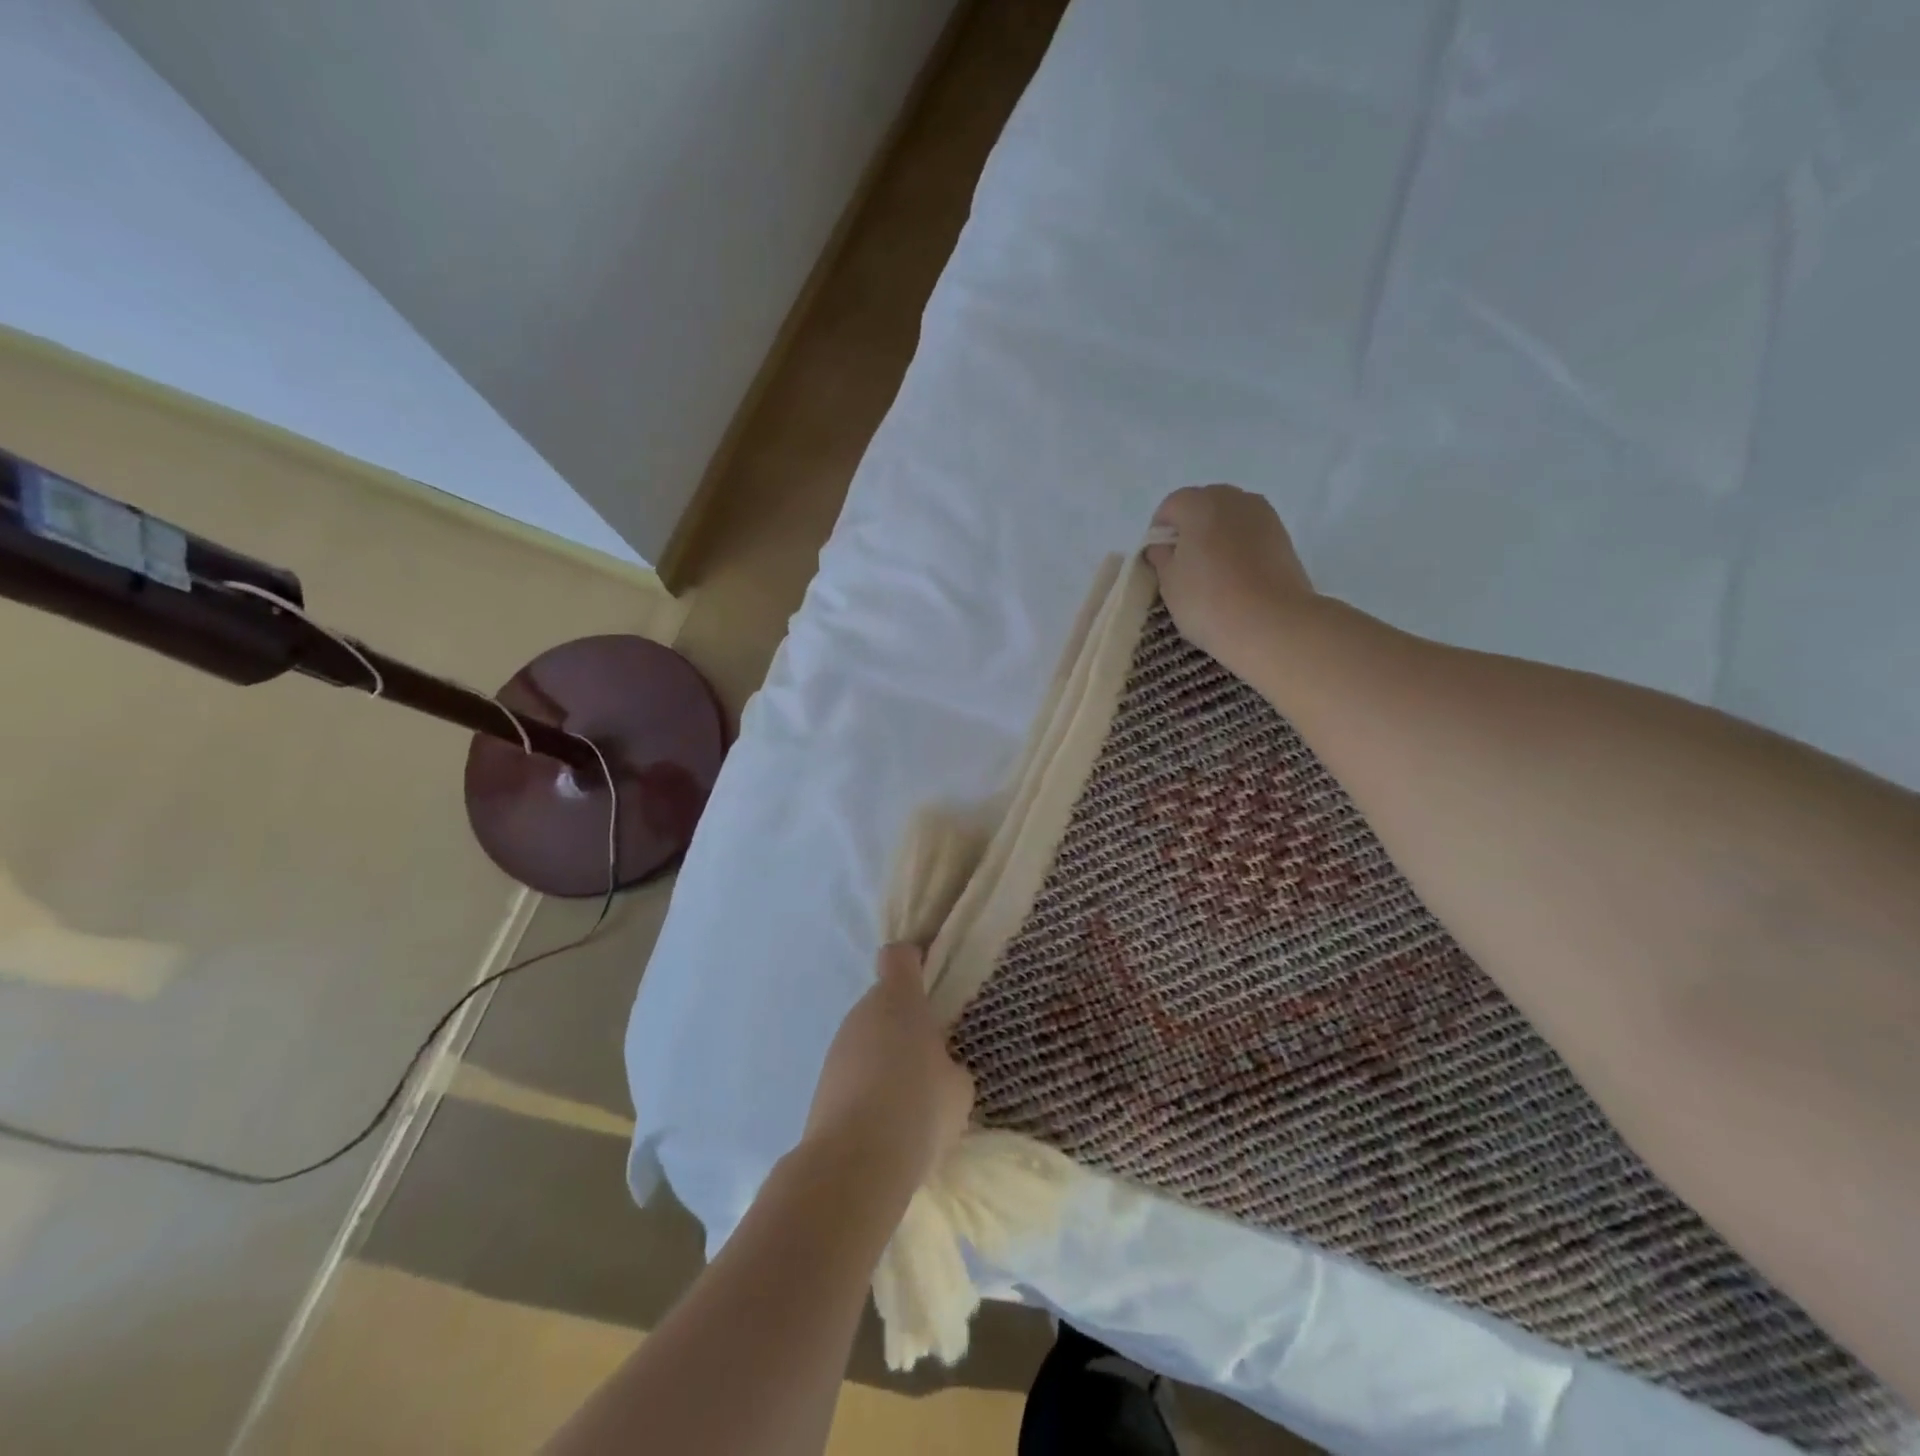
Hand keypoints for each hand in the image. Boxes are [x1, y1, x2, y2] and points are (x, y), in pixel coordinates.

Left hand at [803, 945, 974, 1192]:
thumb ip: (950, 1065)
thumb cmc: (918, 1106)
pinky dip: (869, 1087)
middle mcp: (862, 1012)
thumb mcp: (958, 1087)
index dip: (915, 962)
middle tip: (932, 1056)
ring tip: (911, 1099)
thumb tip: (937, 1070)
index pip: (899, 956)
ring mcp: (838, 1048)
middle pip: (884, 1001)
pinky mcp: (822, 1085)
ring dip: (887, 1057)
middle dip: (906, 1022)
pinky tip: (888, 1123)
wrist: (855, 1164)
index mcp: (898, 998)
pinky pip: (855, 1073)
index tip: (931, 981)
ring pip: (868, 1039)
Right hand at [1147, 485, 1315, 678]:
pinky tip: (1236, 578)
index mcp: (1200, 503)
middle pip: (1203, 506)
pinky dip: (1238, 548)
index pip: (1170, 507)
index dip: (1159, 533)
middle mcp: (1234, 499)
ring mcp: (1264, 515)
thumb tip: (1163, 546)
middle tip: (1184, 567)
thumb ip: (1161, 557)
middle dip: (1190, 531)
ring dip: (1216, 538)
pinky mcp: (1283, 536)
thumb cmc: (1208, 600)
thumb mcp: (1169, 582)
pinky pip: (1250, 535)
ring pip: (1229, 520)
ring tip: (1212, 574)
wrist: (1272, 624)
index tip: (1159, 562)